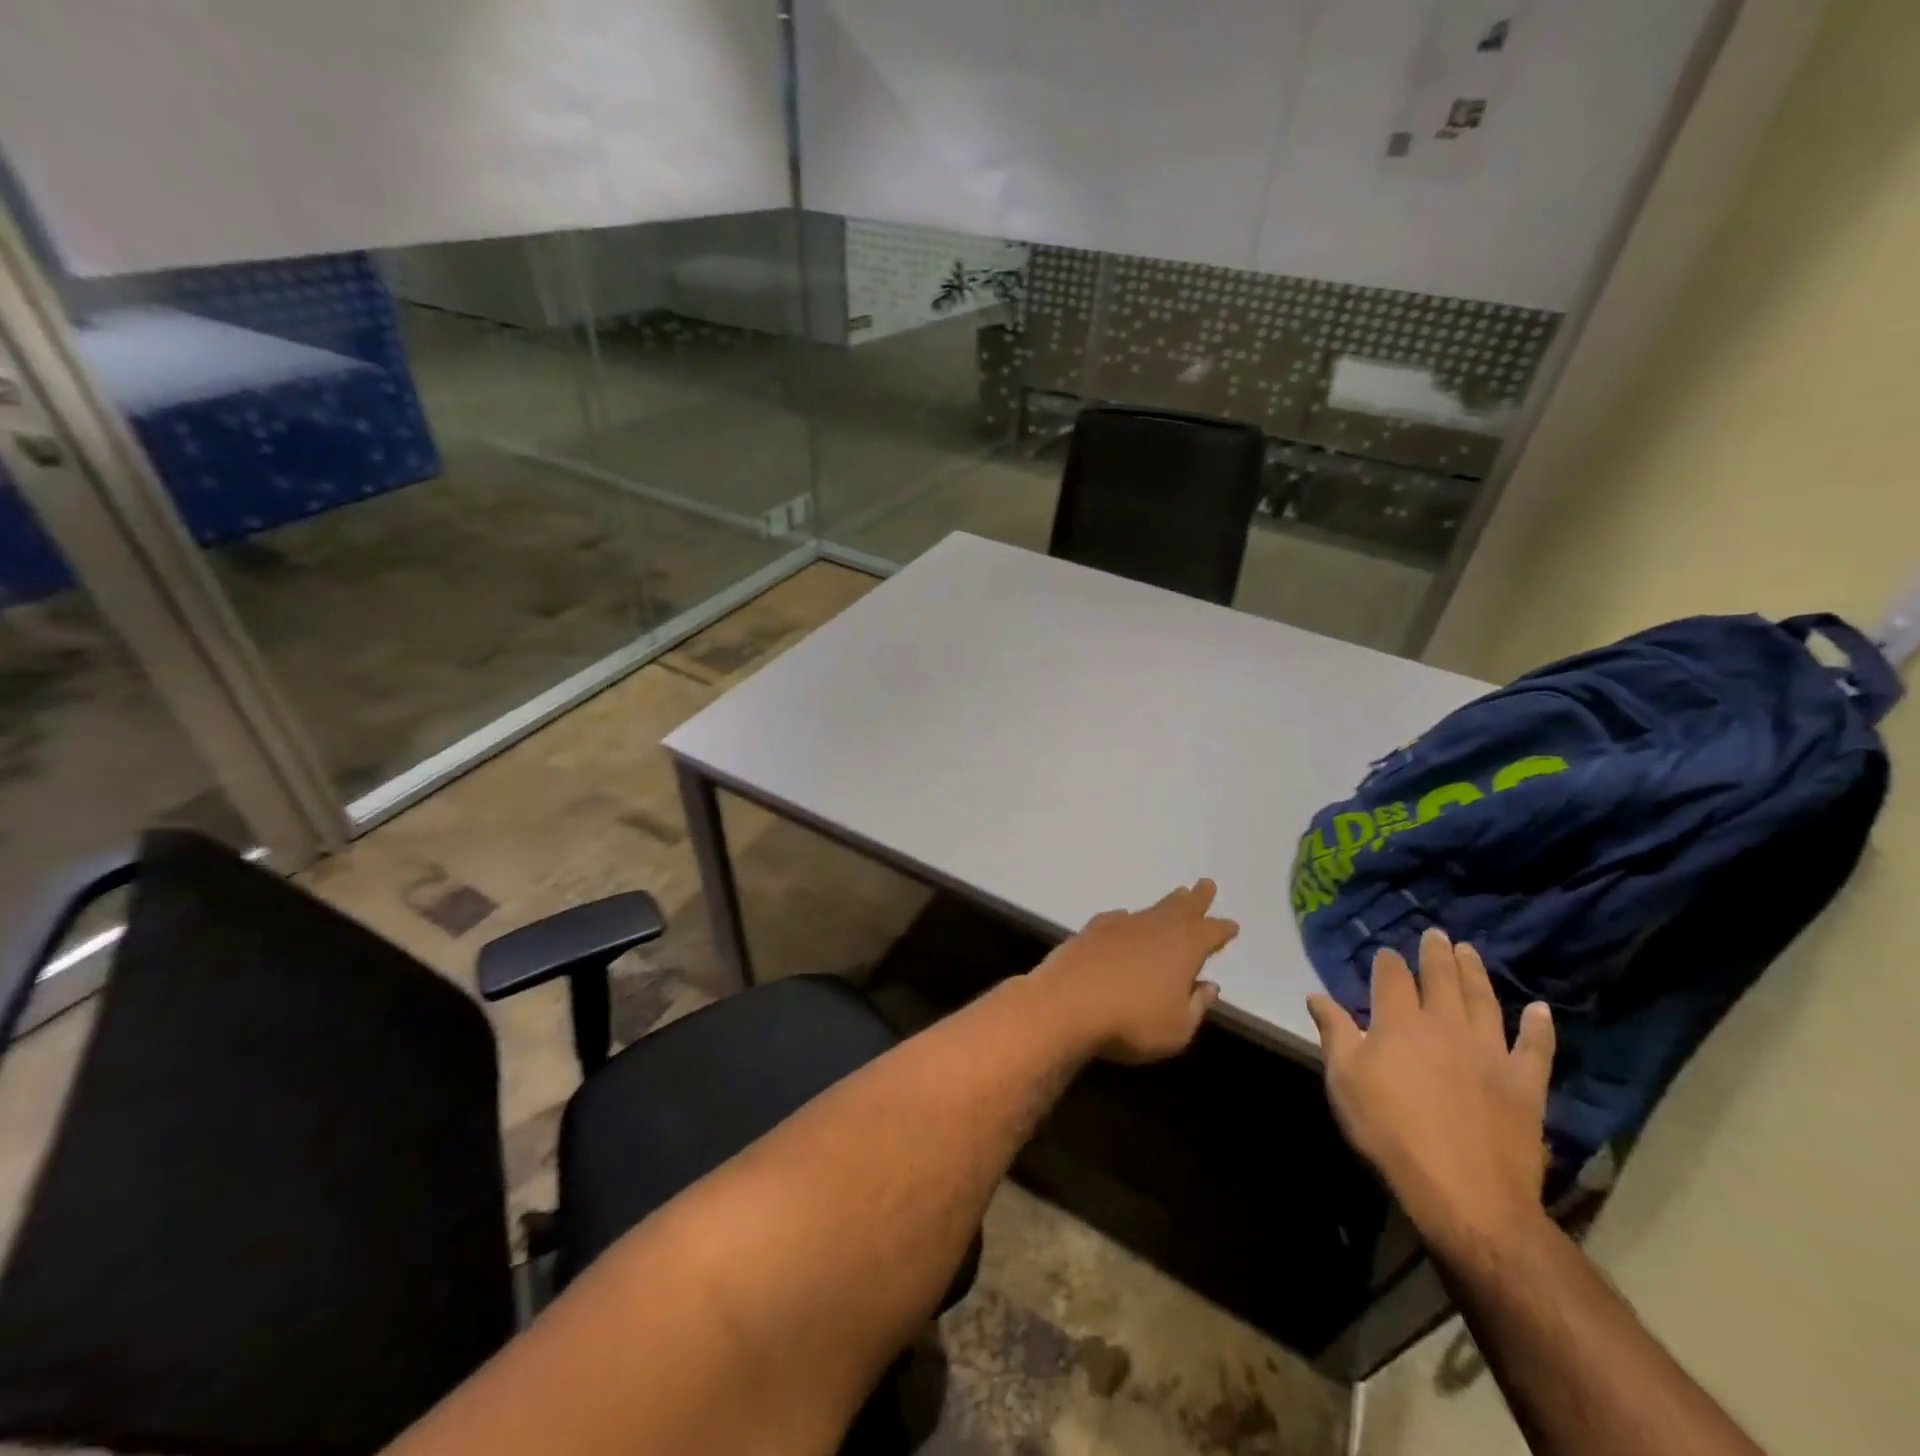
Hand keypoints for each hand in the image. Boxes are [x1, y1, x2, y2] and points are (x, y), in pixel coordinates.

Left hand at [1030, 880, 1238, 1064]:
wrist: (1065, 1005)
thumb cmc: (1131, 1022)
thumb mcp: (1177, 1028)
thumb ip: (1196, 1006)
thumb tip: (1208, 986)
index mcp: (1183, 948)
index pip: (1209, 933)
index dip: (1221, 930)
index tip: (1231, 925)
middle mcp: (1154, 929)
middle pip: (1180, 909)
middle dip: (1195, 899)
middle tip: (1205, 885)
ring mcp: (1119, 927)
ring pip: (1150, 911)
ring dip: (1166, 905)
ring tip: (1176, 896)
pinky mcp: (1090, 932)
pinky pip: (1116, 919)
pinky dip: (1127, 919)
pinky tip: (1125, 919)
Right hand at [1307, 928, 1555, 1256]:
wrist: (1465, 1192)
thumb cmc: (1390, 1131)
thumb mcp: (1344, 1080)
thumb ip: (1334, 1033)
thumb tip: (1316, 995)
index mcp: (1399, 1023)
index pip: (1392, 978)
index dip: (1388, 962)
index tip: (1386, 952)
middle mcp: (1445, 1025)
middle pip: (1440, 979)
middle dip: (1435, 954)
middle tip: (1436, 934)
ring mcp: (1490, 1052)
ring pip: (1484, 1001)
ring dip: (1476, 973)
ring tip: (1470, 952)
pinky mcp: (1525, 1083)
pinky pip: (1536, 1048)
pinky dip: (1539, 1027)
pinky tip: (1540, 1009)